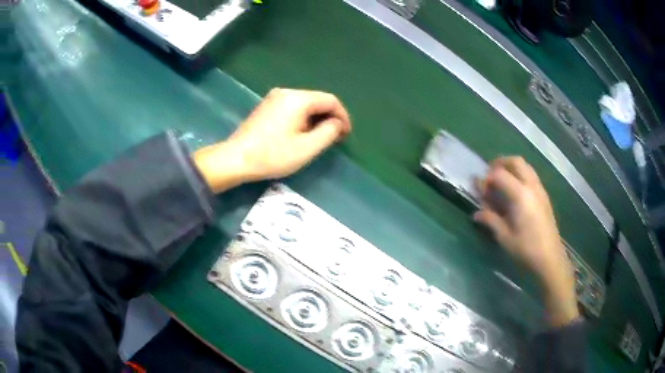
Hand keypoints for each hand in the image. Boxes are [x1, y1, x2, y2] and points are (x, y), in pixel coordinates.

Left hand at [193, 88, 351, 192]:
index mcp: (298, 99)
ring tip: (319, 138)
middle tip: (334, 138)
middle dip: (329, 117)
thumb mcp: (307, 148)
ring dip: (316, 119)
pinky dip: (302, 118)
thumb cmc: (273, 155)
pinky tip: (301, 133)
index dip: (343, 116)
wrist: (235, 159)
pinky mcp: (266, 106)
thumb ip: (329, 132)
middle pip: (317, 100)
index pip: (330, 100)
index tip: (345, 134)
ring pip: (305, 104)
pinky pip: (292, 107)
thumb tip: (337, 123)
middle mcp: (286, 92)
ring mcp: (274, 98)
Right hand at [474, 157, 577, 325]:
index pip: (500, 174)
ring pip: (526, 166)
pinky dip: (521, 175)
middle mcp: (531, 186)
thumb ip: (491, 220)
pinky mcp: (544, 196)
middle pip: (516, 162)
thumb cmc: (526, 249)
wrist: (550, 258)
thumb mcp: (505, 237)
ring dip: (512, 168)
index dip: (487, 179)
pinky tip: (515, 193)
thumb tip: (477, 213)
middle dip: (500, 163)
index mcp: (520, 195)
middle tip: (490, 176)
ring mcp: (540, 190)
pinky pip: (531, 176)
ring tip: (502, 182)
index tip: (481, 190)